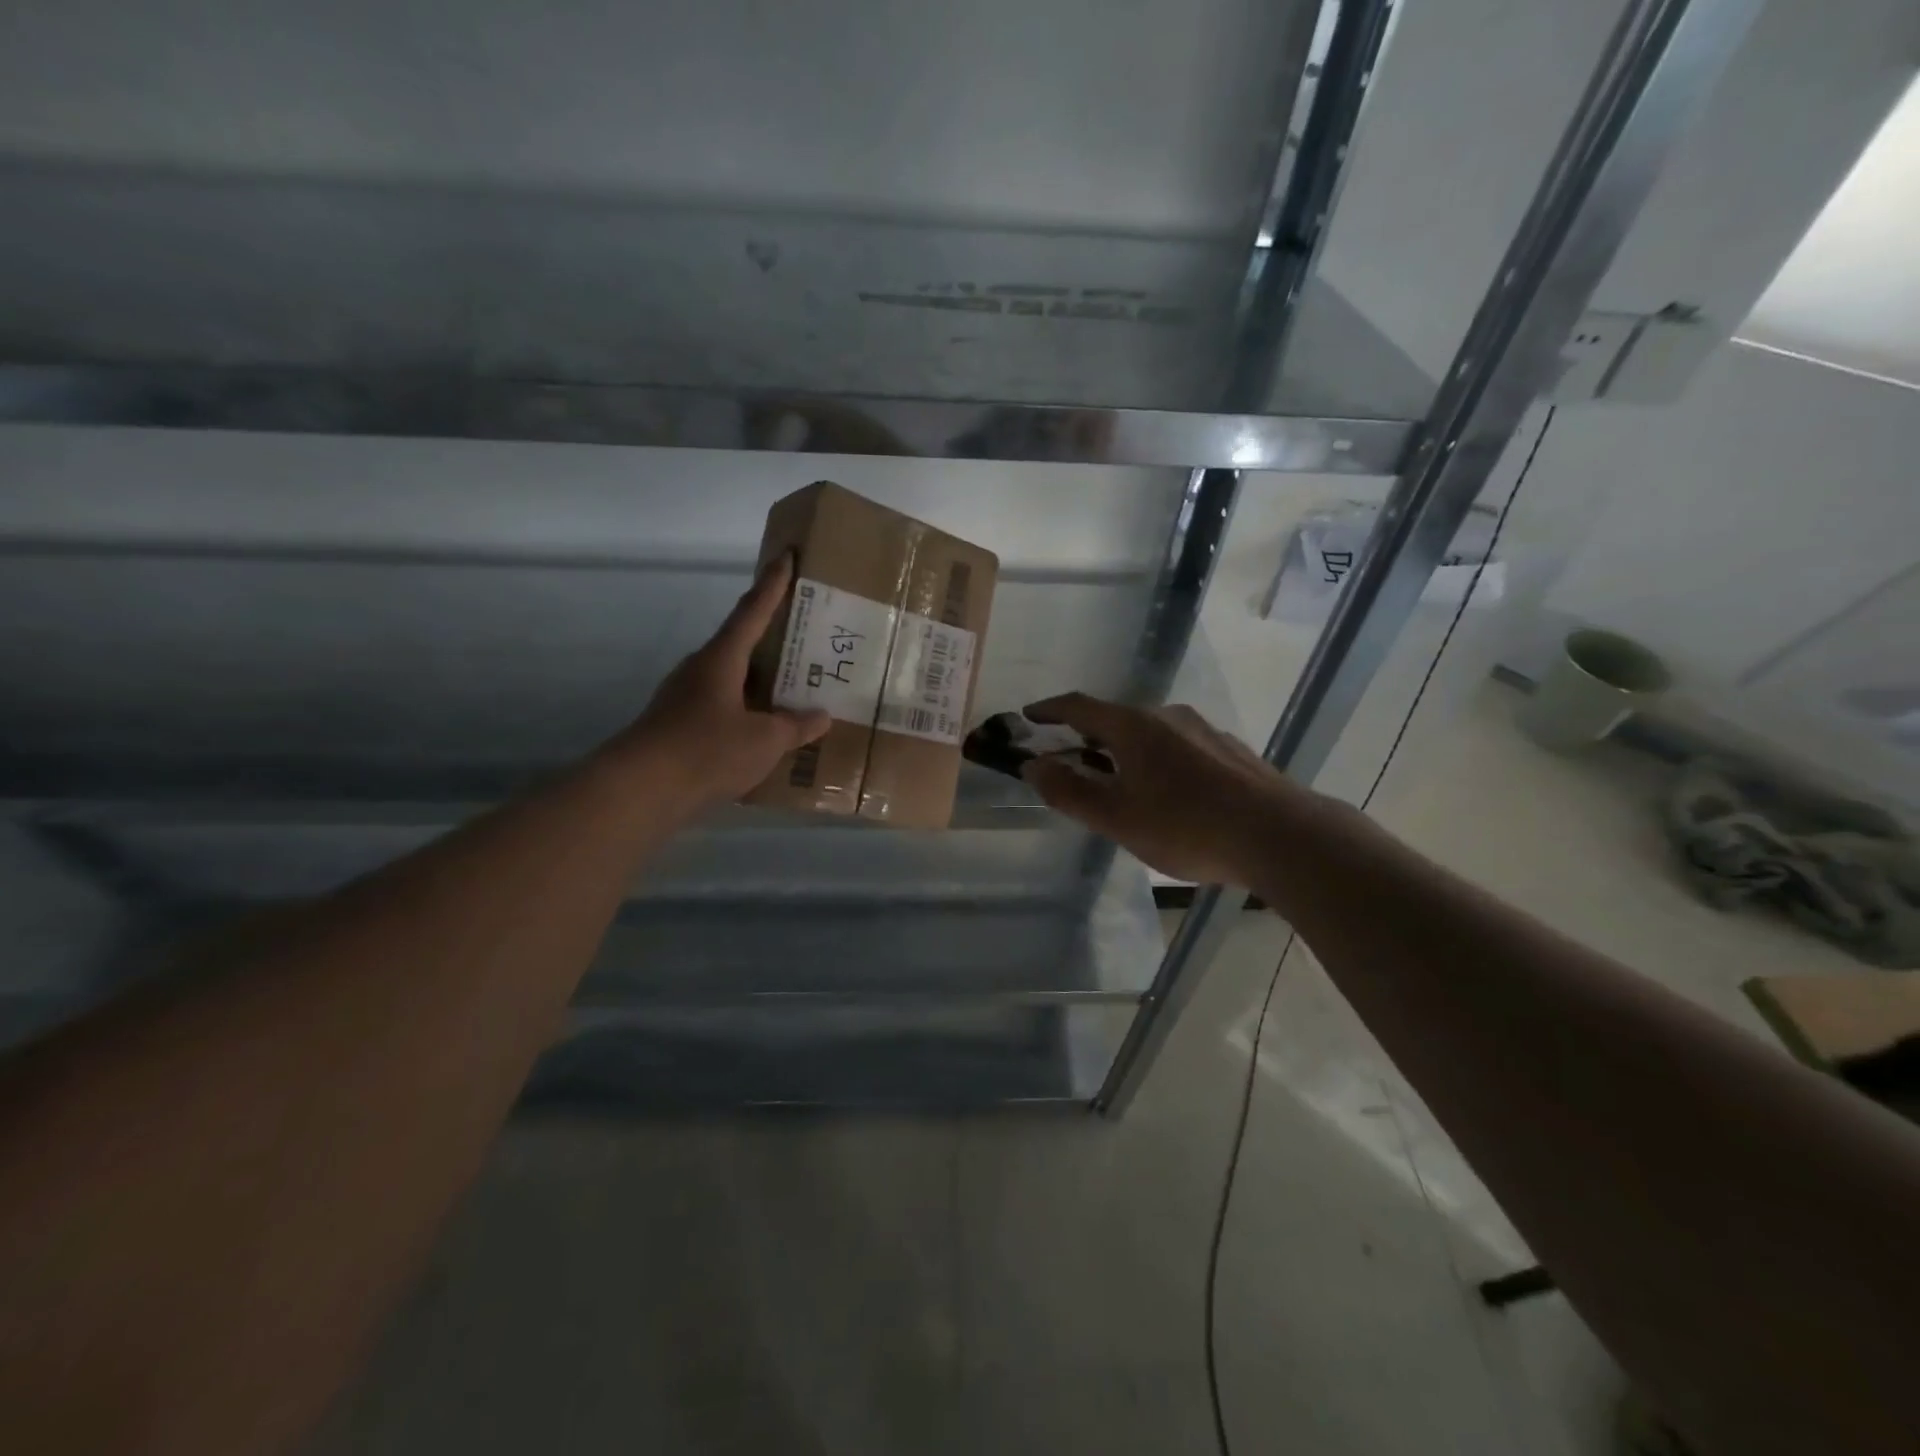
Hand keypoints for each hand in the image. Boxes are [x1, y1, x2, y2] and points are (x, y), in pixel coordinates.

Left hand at [613, 555, 830, 809]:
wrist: (642, 790)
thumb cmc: (707, 750)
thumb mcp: (764, 740)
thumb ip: (795, 726)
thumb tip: (821, 716)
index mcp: (721, 659)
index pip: (752, 611)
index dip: (772, 584)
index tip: (786, 556)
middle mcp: (700, 669)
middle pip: (740, 643)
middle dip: (771, 638)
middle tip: (804, 635)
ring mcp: (685, 697)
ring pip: (731, 678)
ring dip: (759, 679)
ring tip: (792, 687)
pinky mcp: (679, 725)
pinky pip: (722, 707)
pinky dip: (746, 710)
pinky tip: (764, 730)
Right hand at [1021, 693, 1304, 885]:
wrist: (1279, 835)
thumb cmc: (1187, 826)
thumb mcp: (1116, 817)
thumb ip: (1069, 791)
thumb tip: (1032, 765)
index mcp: (1134, 726)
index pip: (1079, 706)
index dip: (1049, 710)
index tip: (1029, 716)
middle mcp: (1168, 716)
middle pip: (1115, 718)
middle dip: (1086, 736)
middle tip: (1069, 760)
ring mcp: (1203, 730)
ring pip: (1149, 733)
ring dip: (1123, 750)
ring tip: (1116, 781)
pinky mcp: (1229, 750)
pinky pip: (1178, 747)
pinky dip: (1156, 760)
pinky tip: (1167, 794)